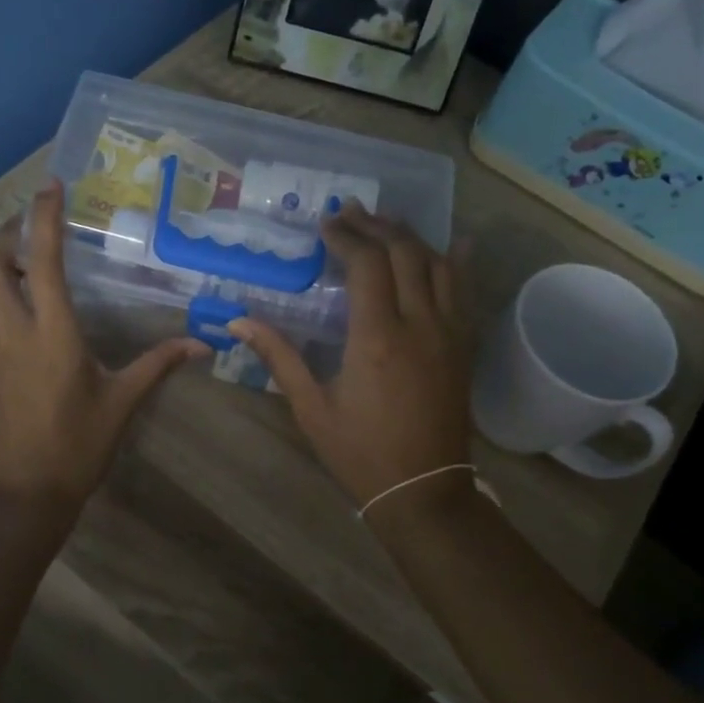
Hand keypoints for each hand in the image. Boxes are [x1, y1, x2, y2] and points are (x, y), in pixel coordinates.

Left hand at [0, 181, 206, 510]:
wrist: (30, 490)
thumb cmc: (81, 444)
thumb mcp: (124, 401)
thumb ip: (158, 364)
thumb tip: (202, 344)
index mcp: (55, 331)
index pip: (44, 260)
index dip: (45, 218)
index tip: (50, 187)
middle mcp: (15, 329)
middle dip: (12, 236)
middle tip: (35, 231)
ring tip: (13, 257)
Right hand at [227, 207, 474, 515]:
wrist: (422, 489)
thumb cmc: (359, 451)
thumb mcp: (311, 407)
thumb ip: (279, 357)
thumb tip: (237, 322)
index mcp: (376, 338)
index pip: (367, 264)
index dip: (346, 237)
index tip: (325, 225)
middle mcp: (419, 324)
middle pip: (405, 252)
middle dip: (376, 226)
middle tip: (351, 213)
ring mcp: (449, 333)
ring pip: (439, 264)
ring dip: (412, 237)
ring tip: (386, 224)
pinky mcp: (464, 346)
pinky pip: (466, 292)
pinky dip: (459, 263)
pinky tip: (456, 244)